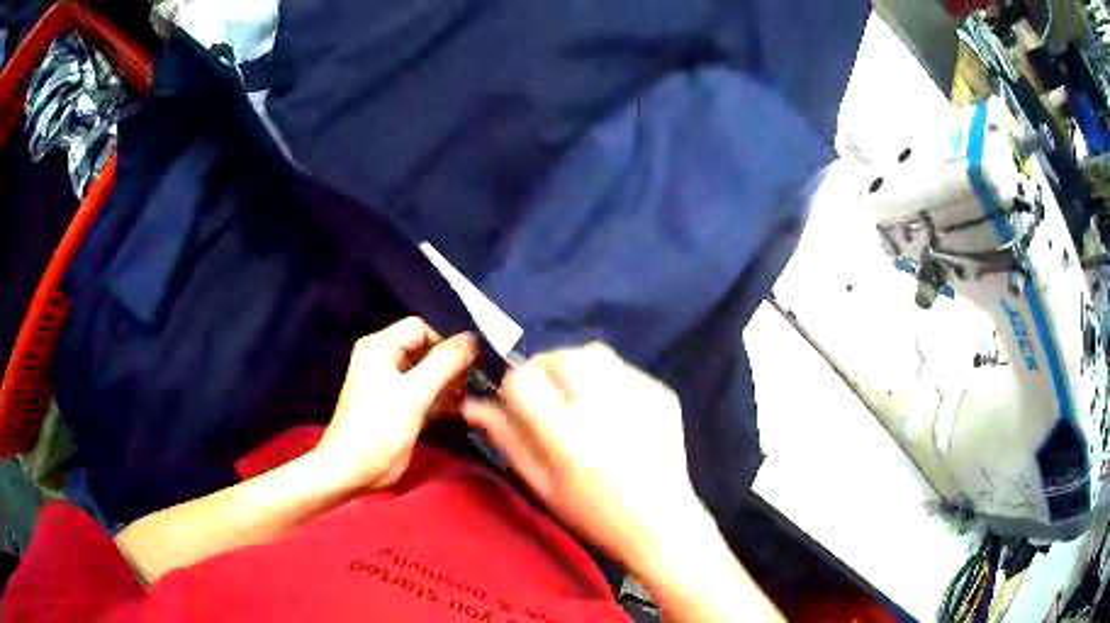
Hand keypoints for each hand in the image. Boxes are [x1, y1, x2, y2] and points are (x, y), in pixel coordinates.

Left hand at [315, 317, 477, 490]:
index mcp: (380, 347)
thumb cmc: (379, 429)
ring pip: (426, 373)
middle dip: (450, 366)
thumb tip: (474, 338)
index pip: (422, 329)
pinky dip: (439, 399)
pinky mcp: (394, 405)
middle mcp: (382, 359)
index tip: (468, 367)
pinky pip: (421, 392)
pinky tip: (458, 411)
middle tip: (471, 386)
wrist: (351, 471)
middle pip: (425, 350)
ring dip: (447, 384)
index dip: (446, 344)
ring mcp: (387, 383)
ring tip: (466, 401)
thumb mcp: (415, 394)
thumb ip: (445, 363)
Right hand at [461, 344, 705, 572]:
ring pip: (596, 354)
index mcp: (569, 437)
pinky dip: (609, 381)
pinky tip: (615, 413)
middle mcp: (605, 407)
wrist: (661, 523)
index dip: (512, 387)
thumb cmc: (593, 513)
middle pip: (562, 356)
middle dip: (544, 367)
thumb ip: (508, 439)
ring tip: (581, 400)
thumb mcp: (542, 484)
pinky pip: (624, 370)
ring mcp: (639, 396)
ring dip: (577, 368)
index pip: (523, 380)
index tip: (518, 404)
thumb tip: (474, 405)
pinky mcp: (662, 394)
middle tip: (548, 395)